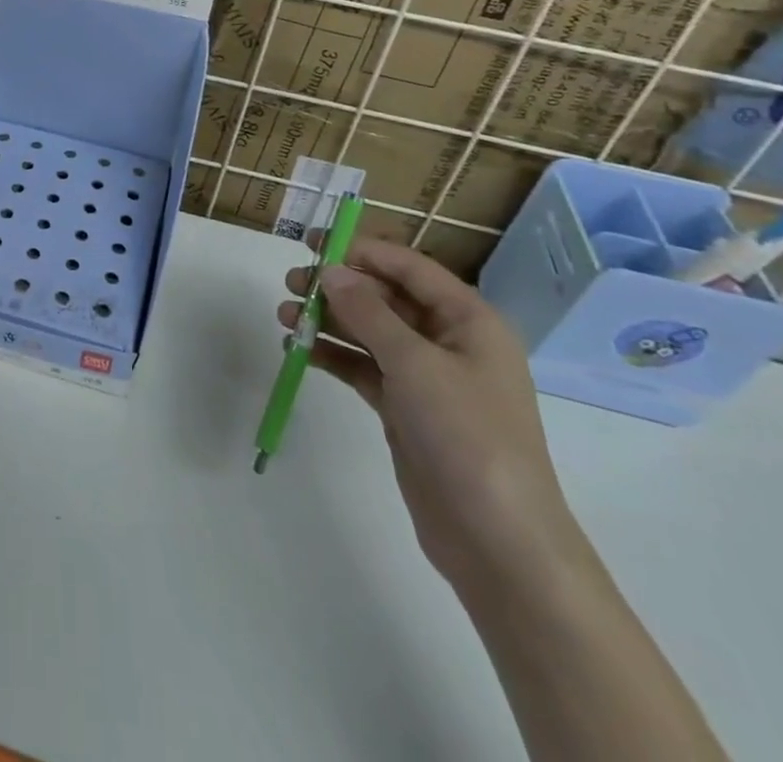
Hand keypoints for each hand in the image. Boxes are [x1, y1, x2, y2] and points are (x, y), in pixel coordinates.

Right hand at [280, 239, 591, 596]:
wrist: (497, 540)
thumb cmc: (467, 435)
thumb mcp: (415, 363)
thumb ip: (368, 312)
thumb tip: (330, 271)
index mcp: (468, 320)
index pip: (409, 268)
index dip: (361, 250)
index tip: (312, 243)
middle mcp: (449, 341)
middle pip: (385, 298)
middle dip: (338, 287)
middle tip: (291, 284)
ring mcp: (427, 377)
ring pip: (369, 332)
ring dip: (329, 321)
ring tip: (285, 317)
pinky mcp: (406, 409)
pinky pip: (364, 367)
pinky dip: (334, 356)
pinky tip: (301, 350)